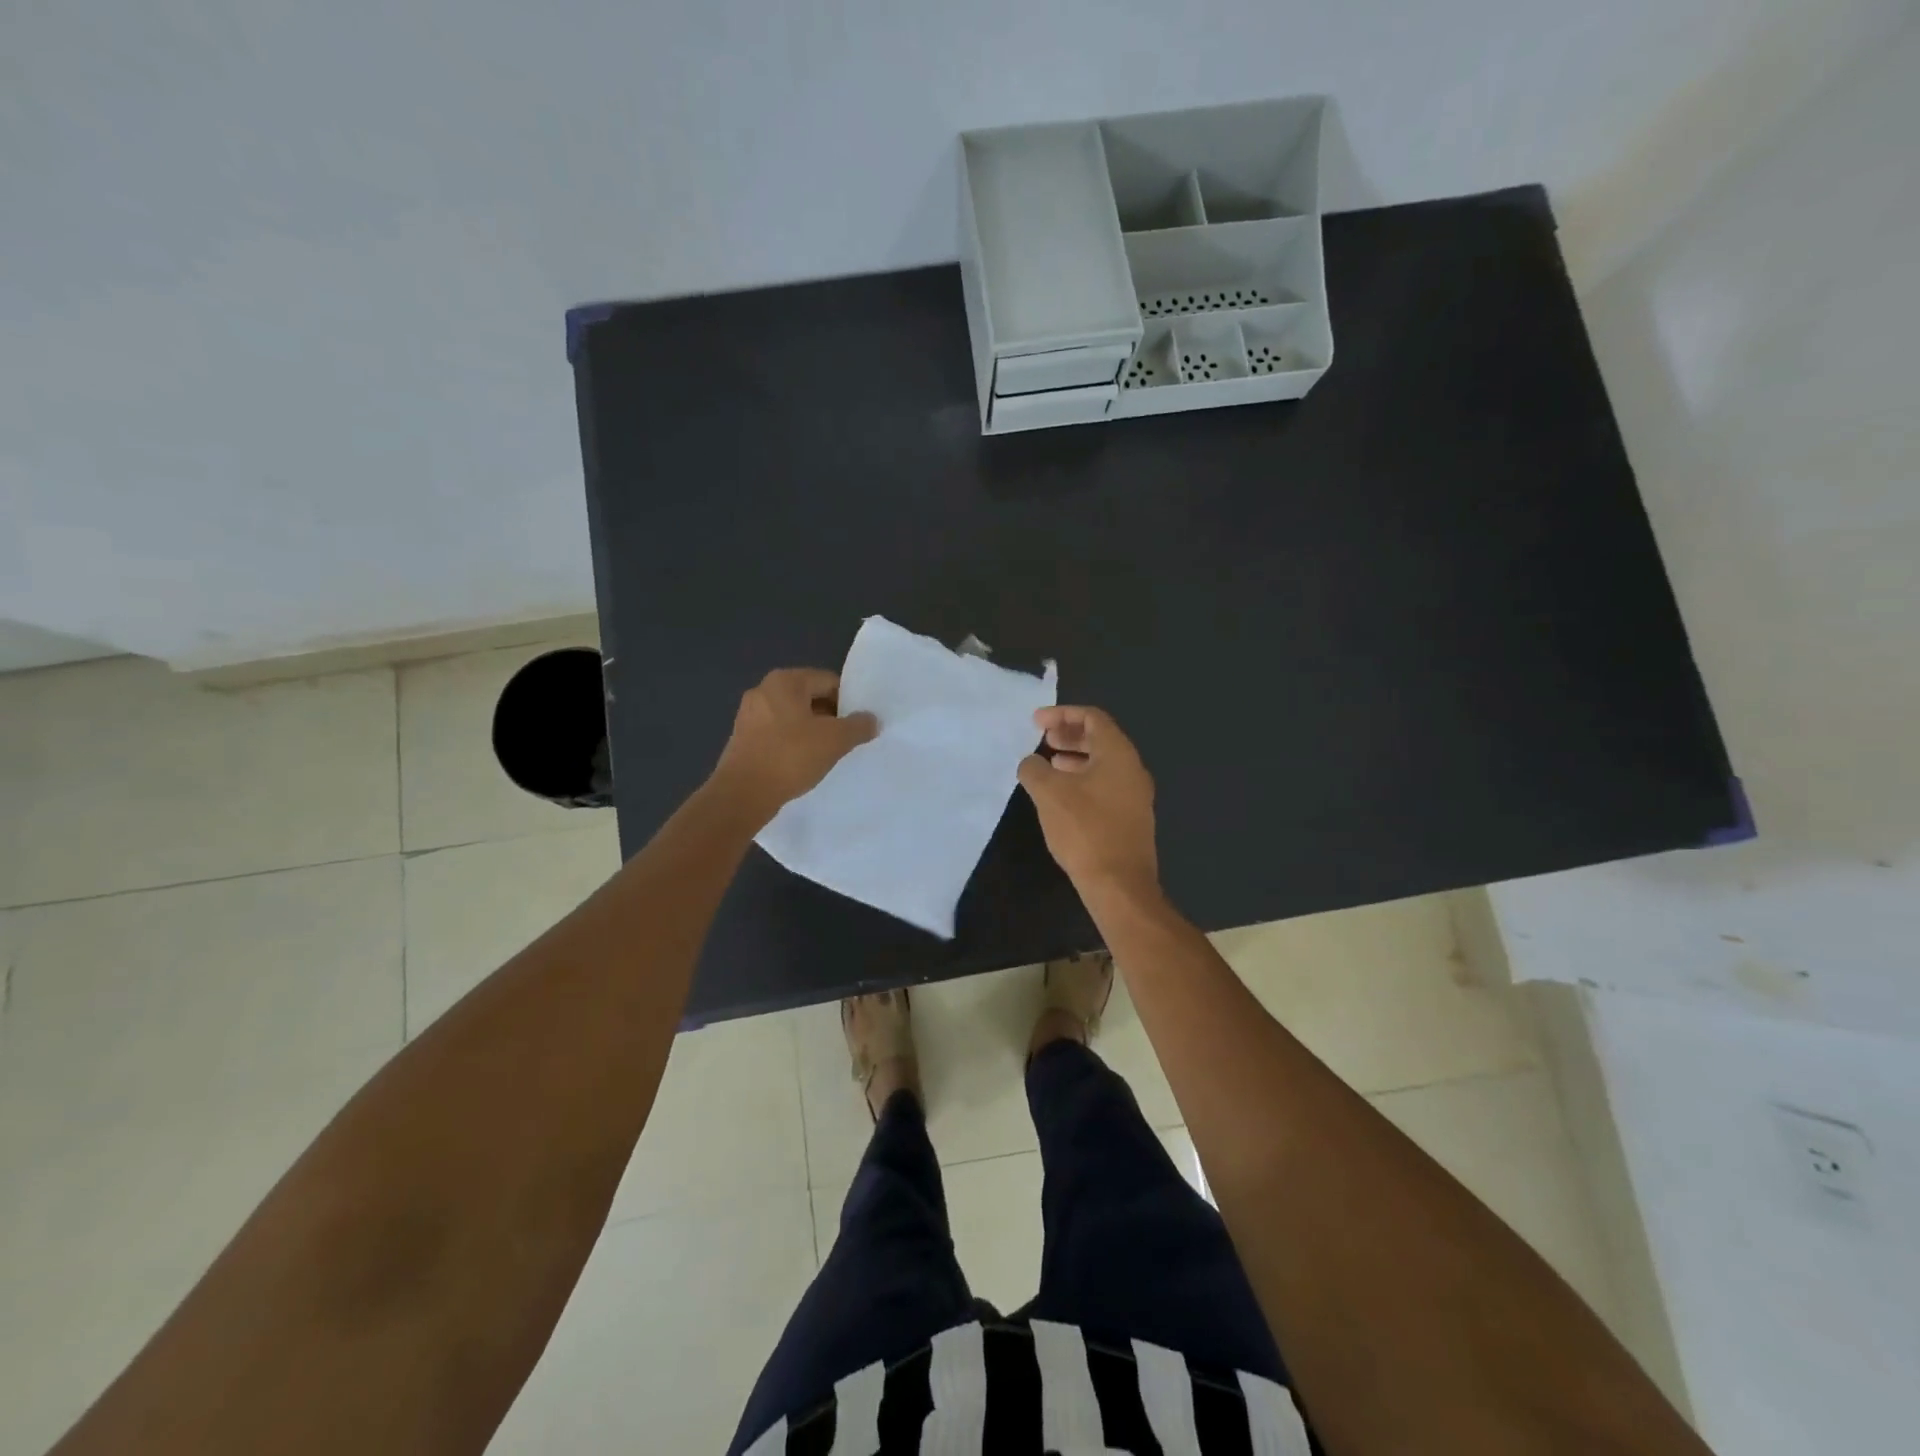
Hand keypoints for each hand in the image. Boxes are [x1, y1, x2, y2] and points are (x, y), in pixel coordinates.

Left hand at [710, 668, 877, 819]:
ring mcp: (749, 714)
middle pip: (810, 697)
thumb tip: (871, 719)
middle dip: (831, 717)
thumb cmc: (790, 756)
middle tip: (847, 740)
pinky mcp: (743, 738)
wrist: (742, 794)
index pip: (828, 681)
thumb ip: (858, 726)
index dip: (848, 701)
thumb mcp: (835, 740)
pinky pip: (778, 733)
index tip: (859, 725)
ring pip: (794, 717)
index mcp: (785, 681)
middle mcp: (764, 690)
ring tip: (827, 754)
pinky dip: (793, 743)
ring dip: (813, 731)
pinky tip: (803, 763)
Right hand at [1018, 705, 1158, 898]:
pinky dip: (1084, 780)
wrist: (1119, 884)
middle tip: (1043, 739)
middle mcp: (1133, 769)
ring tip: (1049, 766)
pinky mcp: (1131, 819)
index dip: (1062, 714)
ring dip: (1076, 758)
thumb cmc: (1084, 829)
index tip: (1036, 722)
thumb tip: (1031, 763)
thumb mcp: (1049, 793)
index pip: (1093, 718)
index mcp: (1118, 754)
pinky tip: (1064, 797)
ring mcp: (1136, 795)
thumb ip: (1034, 769)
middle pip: (1101, 739)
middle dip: (1070, 735)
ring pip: (1104, 764)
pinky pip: (1106, 785)